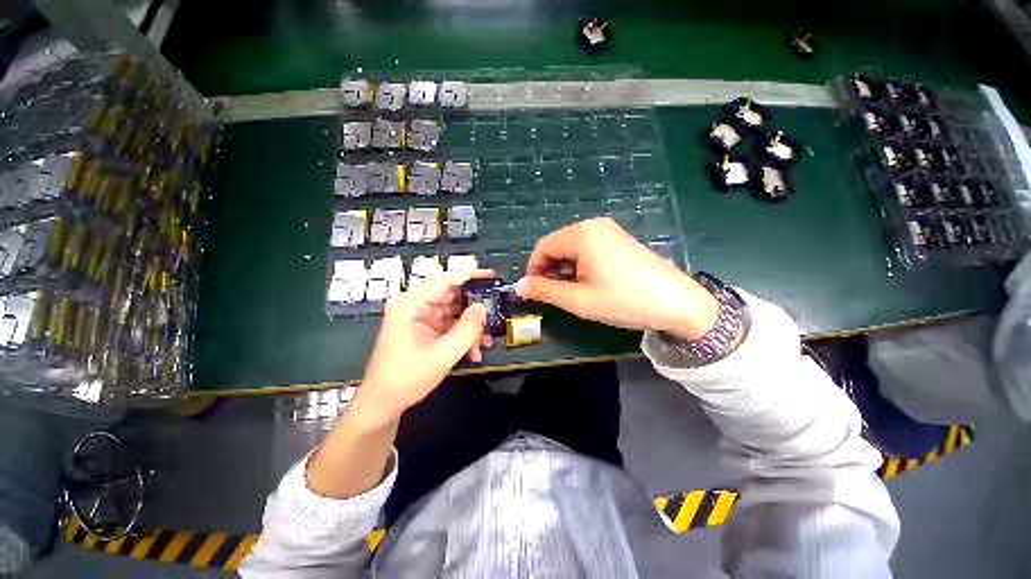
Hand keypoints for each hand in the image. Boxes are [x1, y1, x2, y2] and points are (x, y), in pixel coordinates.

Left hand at [357, 270, 494, 419]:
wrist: (383, 405)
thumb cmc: (407, 379)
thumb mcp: (442, 355)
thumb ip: (466, 329)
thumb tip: (483, 307)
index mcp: (410, 305)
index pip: (444, 281)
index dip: (469, 276)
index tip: (492, 276)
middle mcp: (413, 306)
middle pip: (450, 296)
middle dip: (474, 307)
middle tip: (496, 310)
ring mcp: (419, 318)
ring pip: (453, 312)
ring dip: (470, 326)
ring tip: (488, 339)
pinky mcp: (423, 330)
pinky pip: (448, 325)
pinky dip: (462, 335)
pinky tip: (475, 349)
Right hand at [515, 218, 718, 339]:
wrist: (678, 303)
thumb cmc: (624, 301)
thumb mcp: (579, 300)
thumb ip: (545, 290)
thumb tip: (519, 286)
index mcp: (582, 235)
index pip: (543, 247)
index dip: (533, 269)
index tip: (533, 291)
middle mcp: (594, 225)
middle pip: (557, 244)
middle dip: (549, 269)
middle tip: (552, 294)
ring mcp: (609, 231)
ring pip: (572, 247)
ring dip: (564, 268)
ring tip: (570, 291)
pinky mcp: (619, 240)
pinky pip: (588, 248)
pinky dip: (580, 264)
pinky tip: (587, 282)